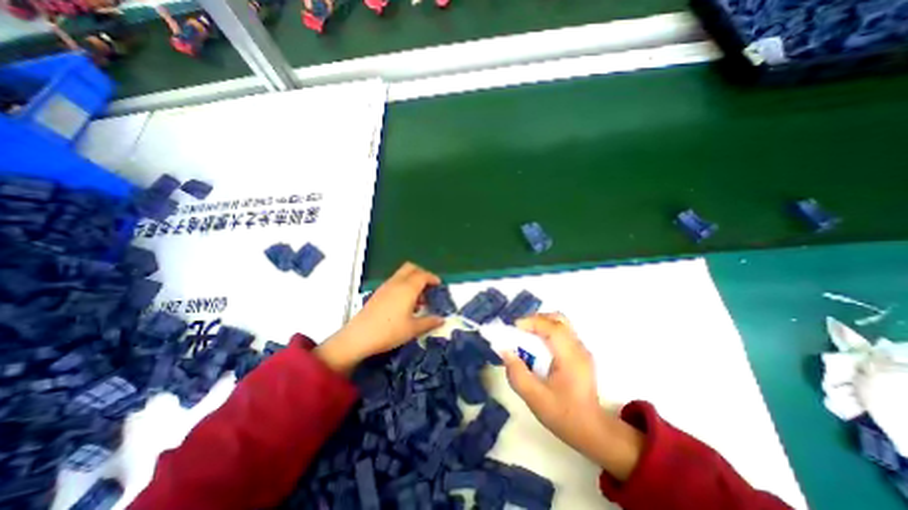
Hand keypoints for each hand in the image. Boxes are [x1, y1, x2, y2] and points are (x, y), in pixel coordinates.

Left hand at [315, 263, 446, 374]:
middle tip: (428, 287)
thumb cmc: (389, 331)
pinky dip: (403, 286)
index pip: (423, 275)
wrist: (359, 337)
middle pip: (411, 268)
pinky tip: (404, 304)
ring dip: (412, 280)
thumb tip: (442, 320)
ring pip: (401, 274)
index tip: (439, 285)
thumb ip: (429, 322)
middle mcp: (396, 283)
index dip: (433, 278)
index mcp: (407, 288)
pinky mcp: (378, 293)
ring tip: (418, 299)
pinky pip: (394, 282)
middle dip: (422, 273)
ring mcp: (385, 287)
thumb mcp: (413, 329)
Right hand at [500, 313, 640, 479]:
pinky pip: (561, 332)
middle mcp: (578, 348)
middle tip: (519, 330)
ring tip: (526, 336)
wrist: (592, 431)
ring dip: (541, 324)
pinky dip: (546, 332)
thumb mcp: (534, 398)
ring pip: (560, 323)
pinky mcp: (579, 353)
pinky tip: (537, 346)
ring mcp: (581, 349)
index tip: (513, 328)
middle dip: (535, 319)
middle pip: (558, 319)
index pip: (553, 327)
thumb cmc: (564, 415)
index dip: (531, 322)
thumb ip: (517, 373)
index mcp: (570, 357)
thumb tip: (504, 350)